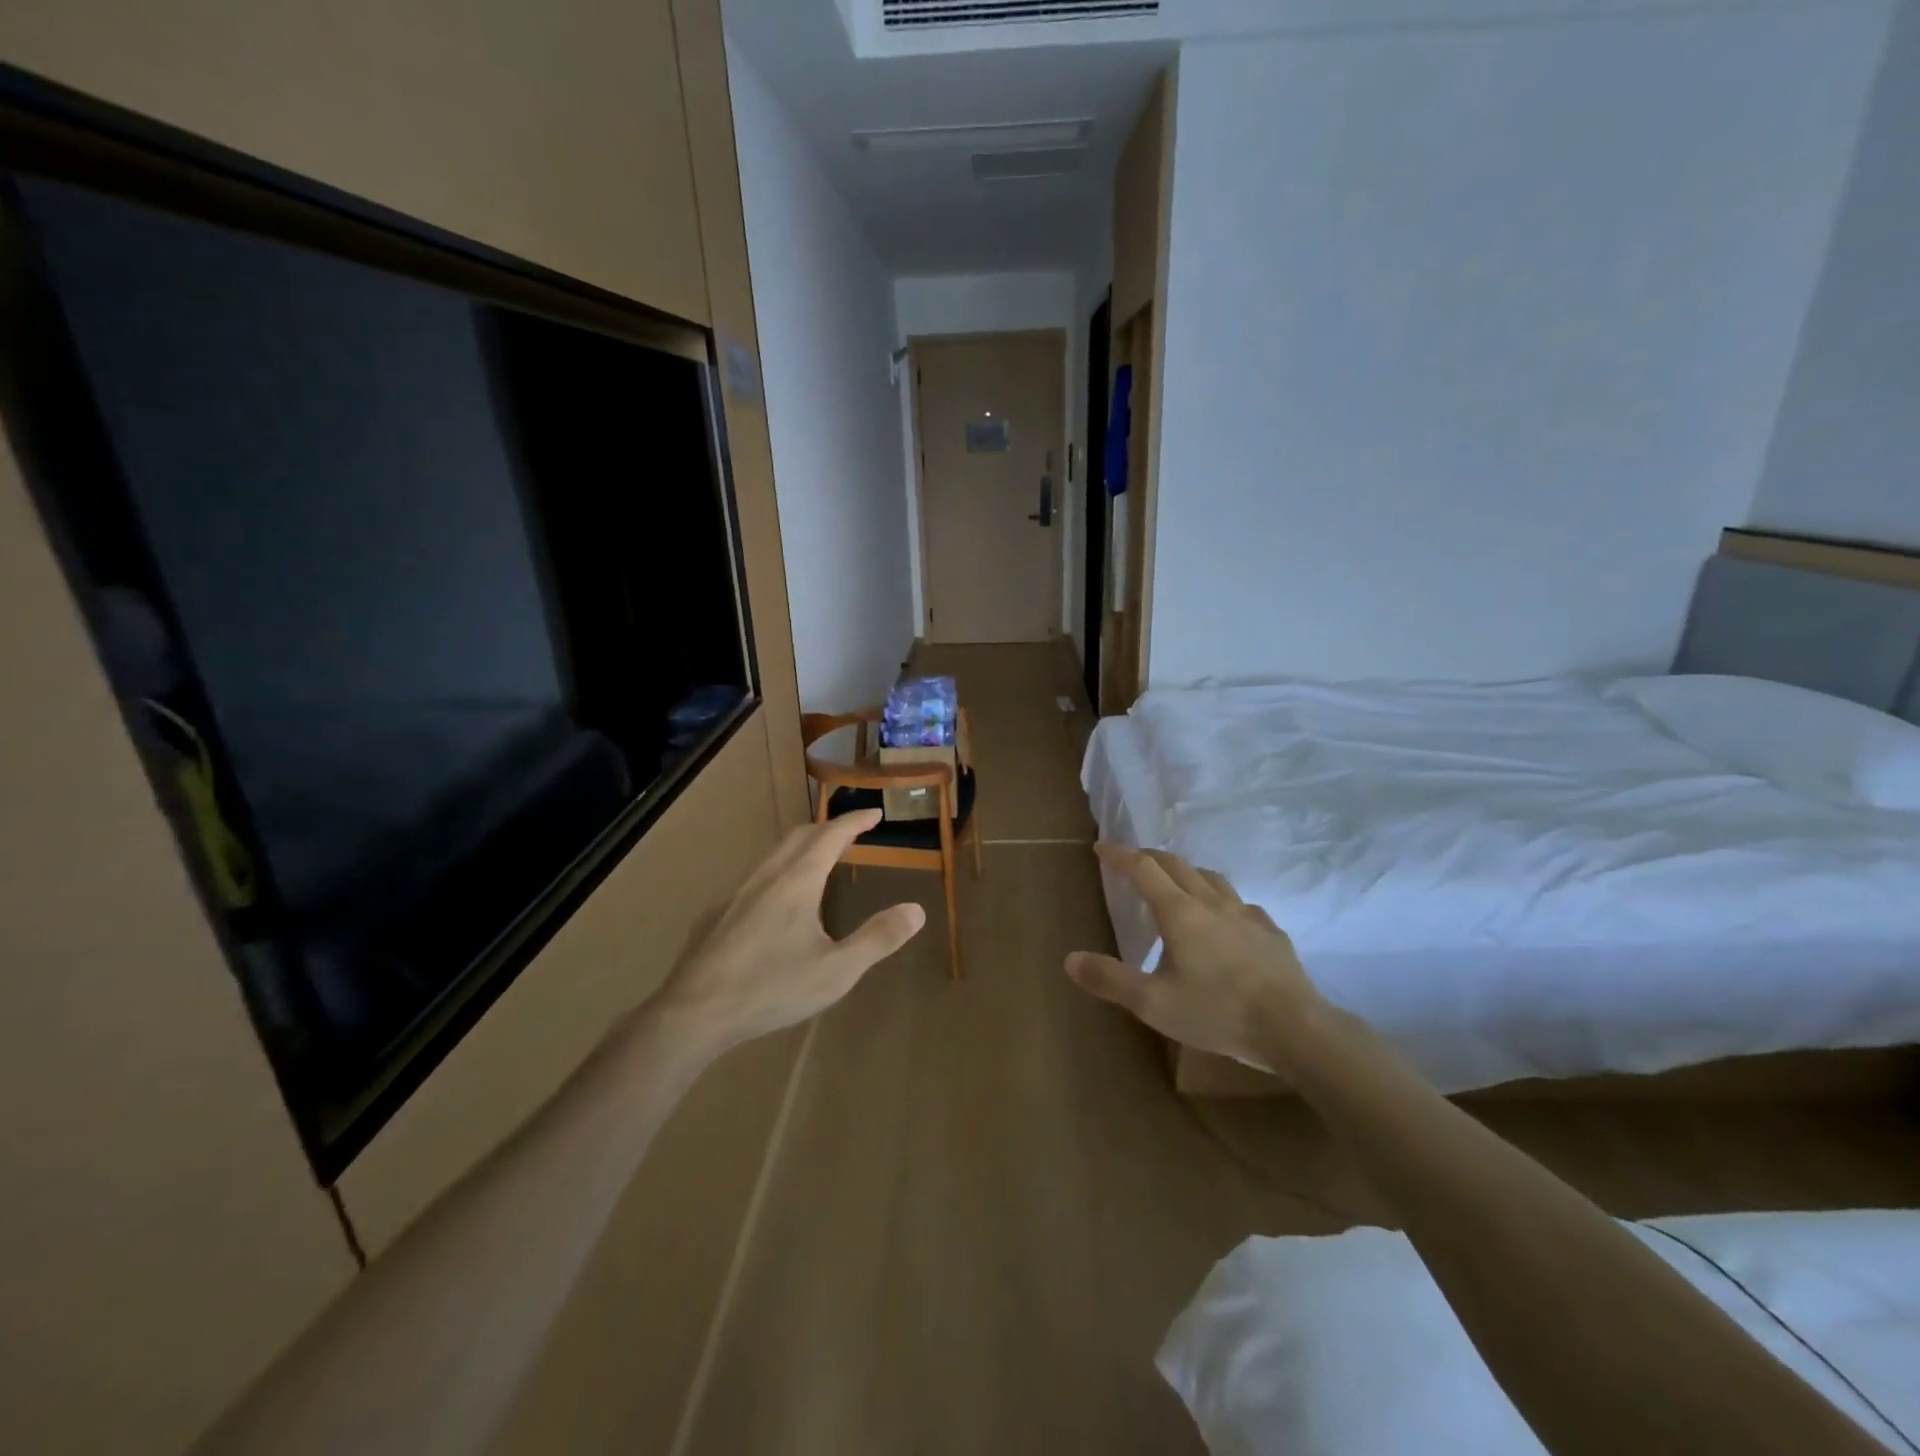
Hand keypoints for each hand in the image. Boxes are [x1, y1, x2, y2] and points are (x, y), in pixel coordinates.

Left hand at [656, 810, 924, 1048]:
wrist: (693, 1013)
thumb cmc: (771, 989)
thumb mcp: (836, 971)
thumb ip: (878, 939)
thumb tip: (917, 910)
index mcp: (797, 882)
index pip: (831, 836)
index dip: (854, 821)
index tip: (874, 813)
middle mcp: (766, 878)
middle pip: (799, 837)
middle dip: (828, 828)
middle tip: (851, 832)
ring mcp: (736, 894)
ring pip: (773, 855)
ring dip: (801, 847)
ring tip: (819, 861)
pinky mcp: (717, 915)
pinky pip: (755, 878)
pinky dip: (779, 871)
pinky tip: (776, 903)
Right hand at [1065, 844, 1331, 1075]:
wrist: (1294, 1028)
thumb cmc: (1217, 1012)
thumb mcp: (1153, 1003)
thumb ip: (1110, 979)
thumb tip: (1070, 959)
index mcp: (1179, 912)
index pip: (1143, 868)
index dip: (1119, 855)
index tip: (1101, 847)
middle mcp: (1211, 902)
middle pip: (1176, 865)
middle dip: (1150, 857)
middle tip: (1133, 862)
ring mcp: (1246, 914)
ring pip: (1211, 878)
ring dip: (1187, 872)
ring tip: (1177, 883)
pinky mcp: (1271, 932)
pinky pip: (1240, 904)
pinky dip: (1221, 900)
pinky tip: (1226, 920)